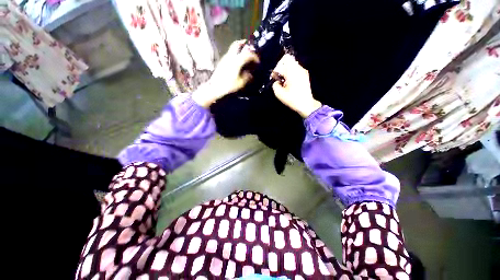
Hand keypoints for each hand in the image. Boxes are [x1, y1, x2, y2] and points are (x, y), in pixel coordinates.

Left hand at [192, 40, 258, 106]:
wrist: (215, 87)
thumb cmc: (228, 85)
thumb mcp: (240, 83)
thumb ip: (247, 77)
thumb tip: (250, 74)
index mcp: (237, 61)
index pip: (247, 54)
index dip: (254, 56)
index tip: (258, 61)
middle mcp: (230, 57)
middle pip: (237, 44)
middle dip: (244, 44)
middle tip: (249, 46)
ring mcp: (225, 58)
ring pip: (232, 48)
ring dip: (239, 49)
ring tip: (244, 55)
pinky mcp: (222, 62)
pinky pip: (230, 54)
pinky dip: (235, 54)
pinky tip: (237, 61)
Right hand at [272, 54, 321, 117]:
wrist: (306, 104)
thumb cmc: (292, 99)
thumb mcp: (280, 94)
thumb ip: (275, 85)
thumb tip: (276, 81)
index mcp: (293, 72)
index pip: (284, 60)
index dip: (277, 66)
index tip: (275, 76)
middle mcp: (299, 69)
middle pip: (288, 60)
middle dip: (281, 68)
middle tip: (278, 78)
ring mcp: (303, 71)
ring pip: (292, 65)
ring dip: (286, 71)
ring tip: (284, 81)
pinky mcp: (305, 75)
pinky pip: (296, 69)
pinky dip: (290, 74)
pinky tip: (289, 83)